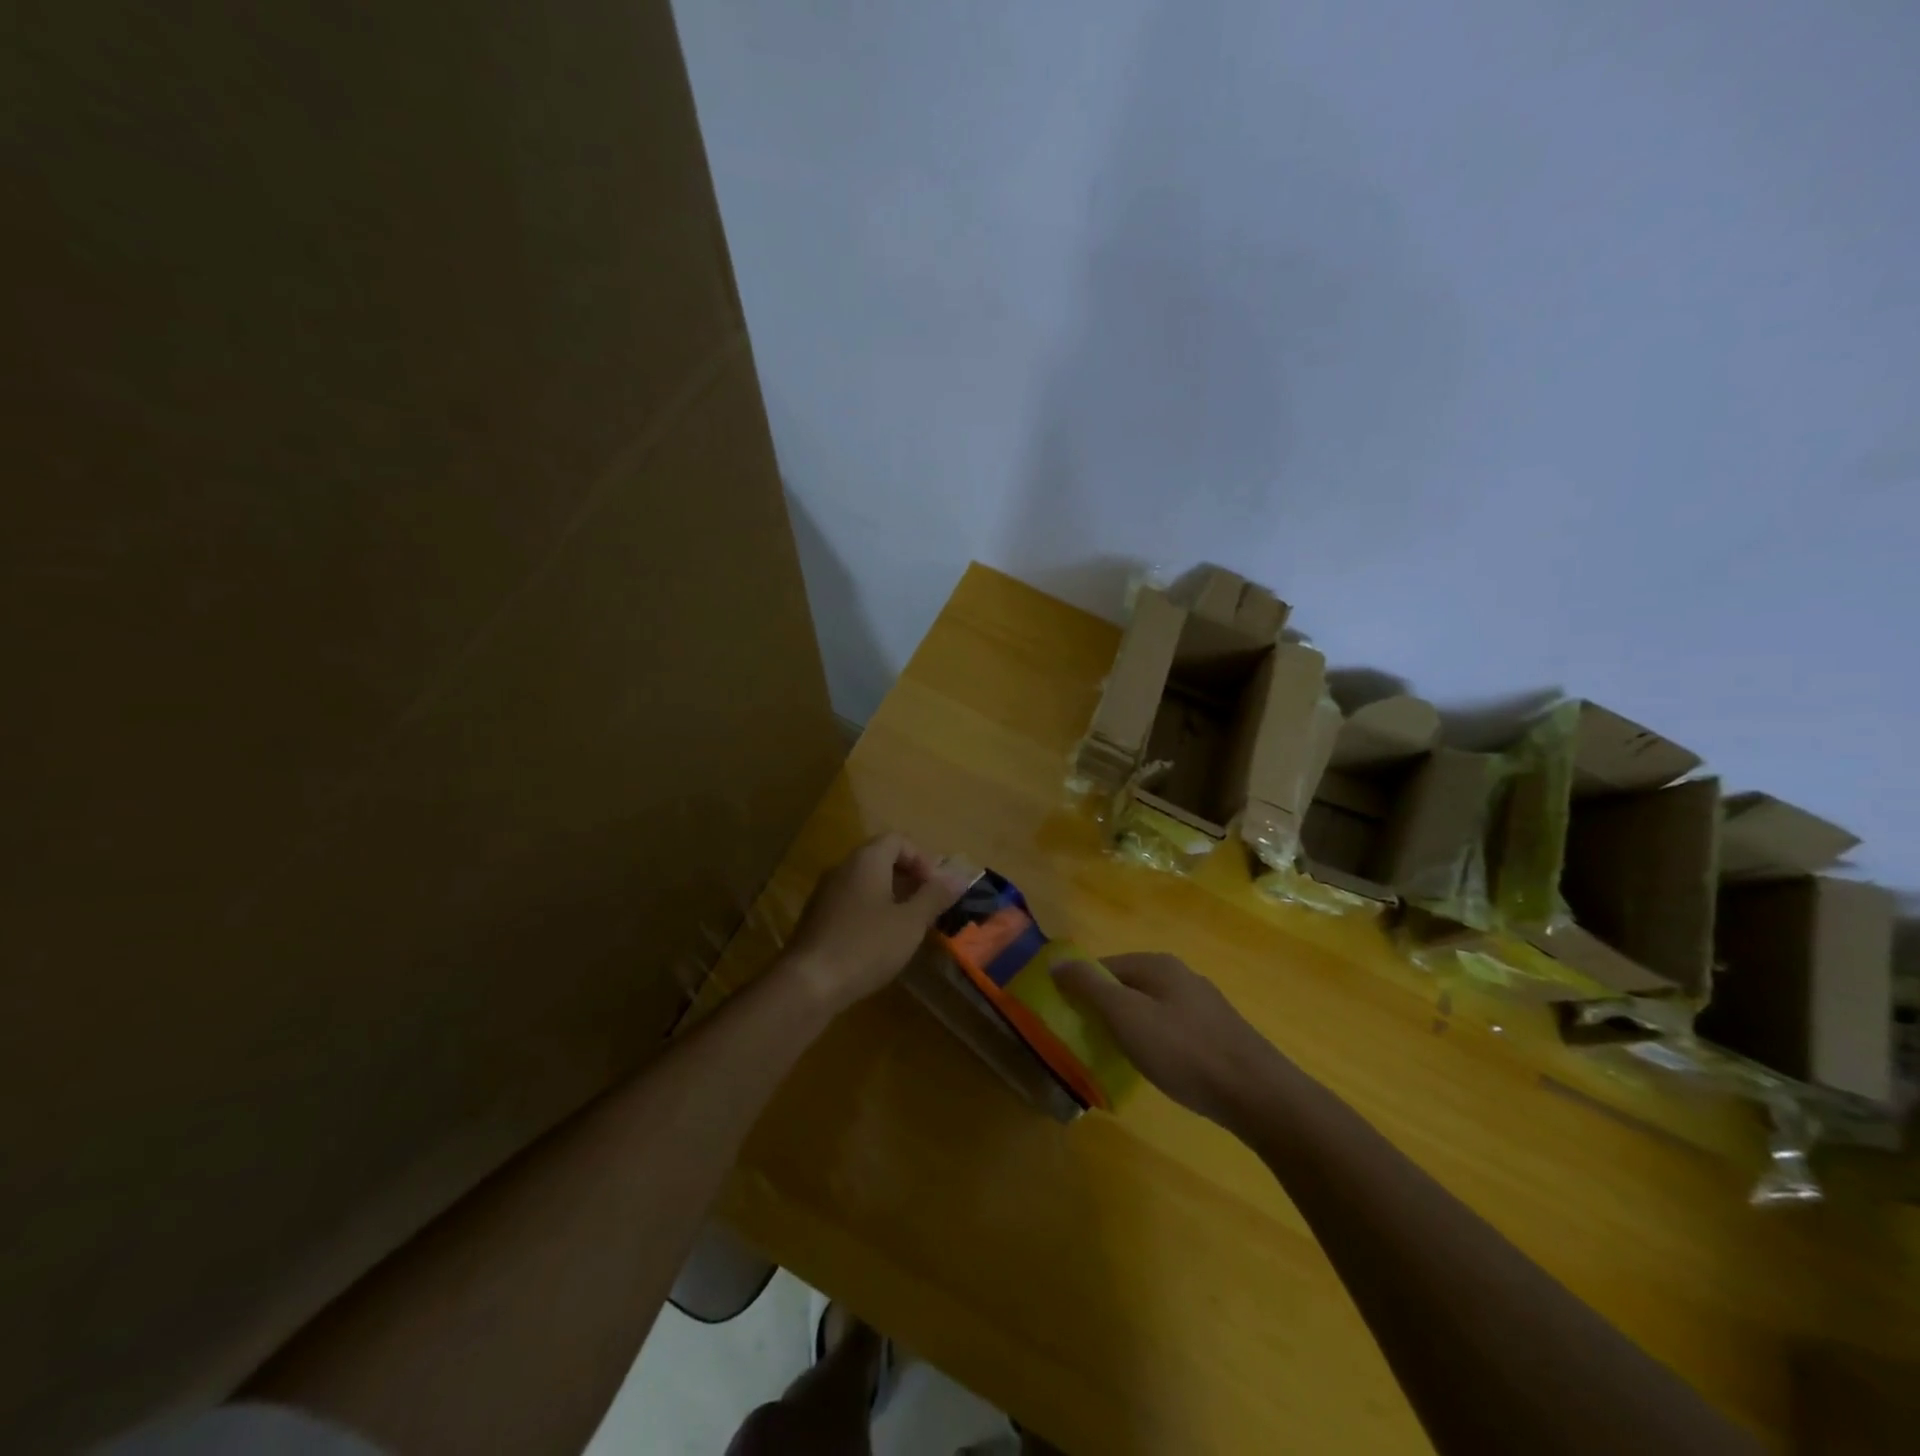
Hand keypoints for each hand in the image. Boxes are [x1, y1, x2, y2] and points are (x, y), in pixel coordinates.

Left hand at [783, 833, 966, 1012]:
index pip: (898, 840)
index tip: (936, 888)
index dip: (922, 859)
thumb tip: (959, 876)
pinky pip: (851, 902)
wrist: (808, 983)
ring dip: (891, 896)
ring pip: (866, 882)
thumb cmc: (866, 945)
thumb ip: (935, 896)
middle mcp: (843, 868)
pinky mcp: (817, 918)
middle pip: (881, 858)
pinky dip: (872, 912)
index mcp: (866, 860)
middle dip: (909, 878)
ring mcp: (826, 893)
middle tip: (929, 906)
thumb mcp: (910, 922)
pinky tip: (882, 942)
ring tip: (910, 925)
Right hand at [1052, 953, 1286, 1125]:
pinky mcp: (1218, 1032)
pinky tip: (1158, 1066)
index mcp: (1157, 965)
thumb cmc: (1184, 1051)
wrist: (1257, 1094)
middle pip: (1128, 985)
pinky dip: (1156, 1041)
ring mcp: (1203, 1004)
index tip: (1067, 1018)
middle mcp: (1181, 975)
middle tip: (1089, 1041)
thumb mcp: (1126, 1016)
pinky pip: (1172, 1028)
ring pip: (1151, 1007)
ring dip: (1130, 1027)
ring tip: (1119, 1057)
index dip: (1081, 988)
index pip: (1104, 966)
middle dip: (1105, 1009)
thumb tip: (1056, 962)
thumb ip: (1090, 987)